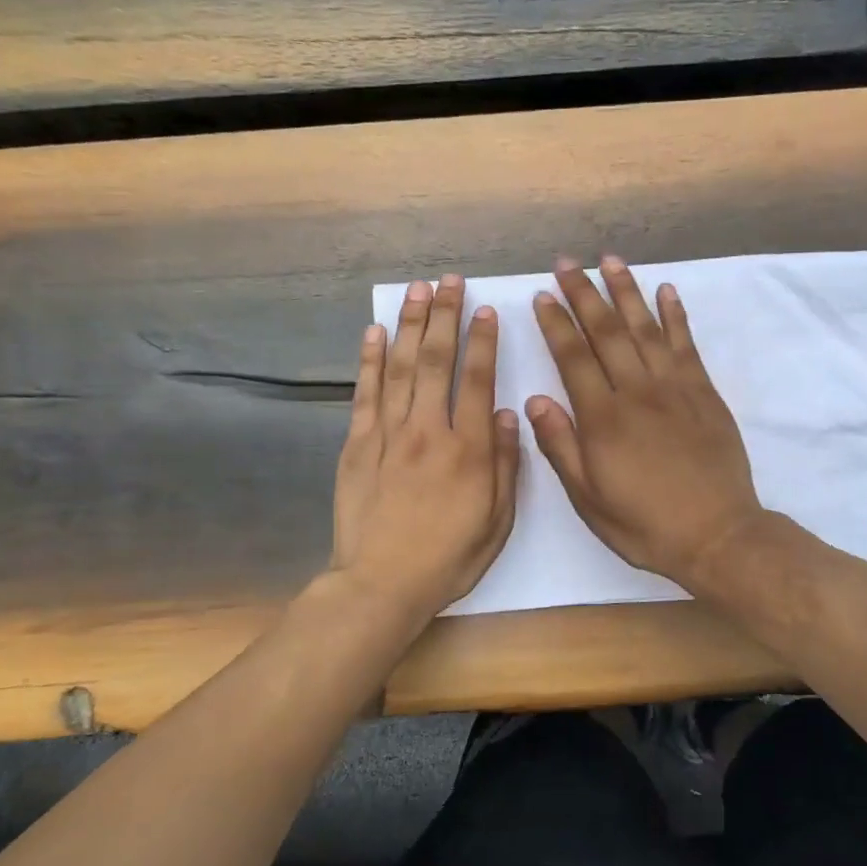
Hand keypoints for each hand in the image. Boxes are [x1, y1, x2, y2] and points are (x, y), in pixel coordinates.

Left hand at [331, 276, 520, 623]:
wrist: (381, 584)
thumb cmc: (448, 558)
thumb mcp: (497, 521)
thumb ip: (505, 464)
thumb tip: (509, 414)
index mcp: (468, 450)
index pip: (478, 381)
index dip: (483, 342)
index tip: (485, 311)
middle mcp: (428, 431)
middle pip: (435, 361)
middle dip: (443, 317)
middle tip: (447, 281)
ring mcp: (388, 435)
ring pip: (399, 367)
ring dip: (408, 325)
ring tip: (415, 290)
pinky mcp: (357, 445)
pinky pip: (364, 393)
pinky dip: (368, 359)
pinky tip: (373, 332)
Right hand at [528, 256, 764, 589]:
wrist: (716, 535)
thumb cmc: (644, 523)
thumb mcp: (589, 499)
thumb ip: (561, 447)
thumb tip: (536, 400)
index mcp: (603, 419)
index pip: (573, 358)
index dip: (556, 324)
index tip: (542, 295)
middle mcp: (636, 392)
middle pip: (607, 332)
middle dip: (584, 294)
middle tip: (567, 263)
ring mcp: (674, 388)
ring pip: (645, 328)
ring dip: (626, 291)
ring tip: (610, 260)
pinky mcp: (704, 393)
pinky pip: (686, 344)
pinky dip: (675, 315)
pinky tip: (666, 290)